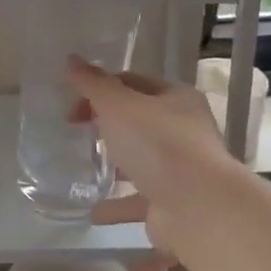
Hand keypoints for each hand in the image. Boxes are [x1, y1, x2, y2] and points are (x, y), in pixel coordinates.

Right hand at [65, 58, 231, 249]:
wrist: (198, 209)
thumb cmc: (160, 145)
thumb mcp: (120, 106)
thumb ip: (94, 84)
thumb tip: (71, 60)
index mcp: (177, 99)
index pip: (134, 82)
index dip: (101, 88)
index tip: (72, 104)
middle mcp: (183, 131)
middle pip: (138, 120)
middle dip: (107, 123)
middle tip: (76, 130)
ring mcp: (179, 169)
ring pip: (140, 160)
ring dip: (114, 163)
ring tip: (83, 165)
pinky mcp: (171, 203)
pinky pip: (138, 200)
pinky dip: (117, 204)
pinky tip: (93, 211)